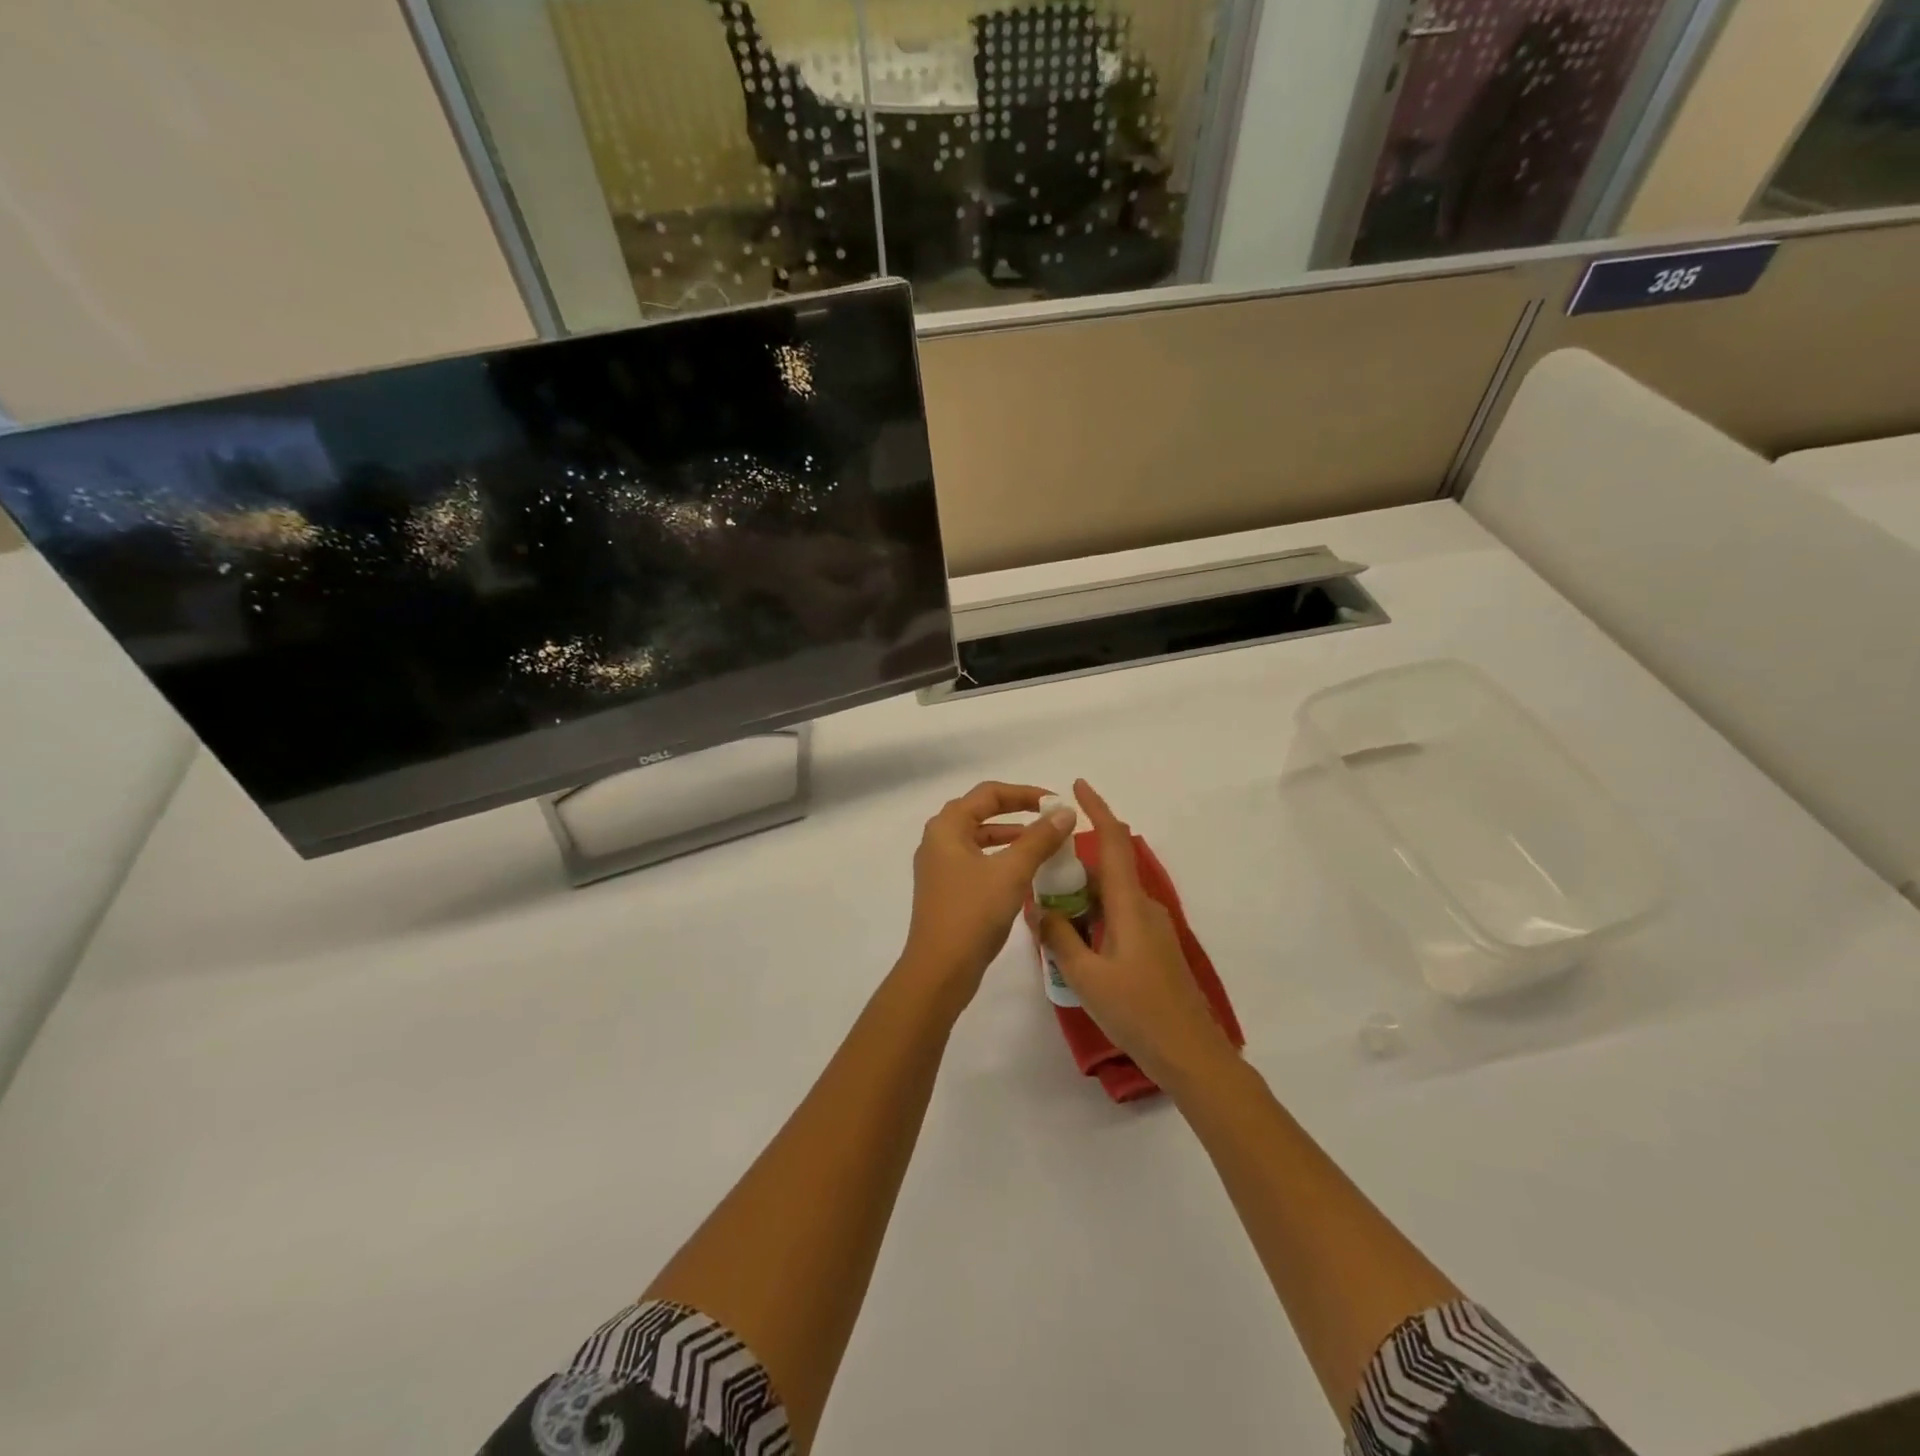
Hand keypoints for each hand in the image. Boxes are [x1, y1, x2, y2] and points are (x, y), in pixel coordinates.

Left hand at [901, 782, 1076, 1009]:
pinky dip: (1001, 858)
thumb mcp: (1012, 872)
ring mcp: (939, 866)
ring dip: (1011, 836)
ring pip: (979, 838)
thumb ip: (1040, 839)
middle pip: (981, 812)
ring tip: (1044, 843)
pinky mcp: (945, 889)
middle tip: (1050, 818)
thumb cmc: (973, 913)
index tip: (1055, 803)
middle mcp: (938, 840)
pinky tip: (1024, 872)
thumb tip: (1066, 813)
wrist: (940, 970)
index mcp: (947, 827)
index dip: (1025, 793)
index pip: (989, 793)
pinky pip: (976, 861)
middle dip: (1017, 812)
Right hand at [1036, 780, 1238, 1089]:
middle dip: (1072, 866)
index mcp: (1128, 905)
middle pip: (1106, 870)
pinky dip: (1092, 918)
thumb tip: (1038, 908)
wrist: (1191, 1055)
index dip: (1096, 809)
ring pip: (1109, 897)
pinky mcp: (1152, 948)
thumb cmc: (1137, 1012)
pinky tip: (1072, 943)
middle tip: (1036, 878)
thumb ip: (1059, 938)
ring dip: (1080, 898)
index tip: (1076, 786)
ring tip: (1047, 916)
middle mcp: (1143, 907)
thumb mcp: (1085, 976)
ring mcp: (1151, 928)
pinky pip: (1116, 917)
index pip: (1112, 842)